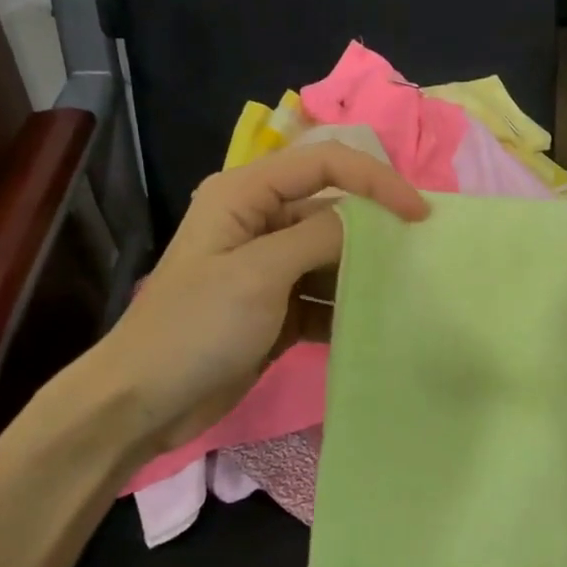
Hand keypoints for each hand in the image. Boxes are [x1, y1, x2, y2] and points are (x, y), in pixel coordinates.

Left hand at [89, 143, 427, 452]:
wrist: (142, 403)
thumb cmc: (194, 328)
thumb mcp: (258, 274)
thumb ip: (317, 237)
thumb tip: (368, 221)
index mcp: (245, 193)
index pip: (325, 164)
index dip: (376, 181)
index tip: (419, 215)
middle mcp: (259, 220)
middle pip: (332, 208)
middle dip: (376, 229)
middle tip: (423, 255)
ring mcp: (268, 266)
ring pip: (332, 255)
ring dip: (366, 271)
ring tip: (410, 290)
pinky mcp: (276, 306)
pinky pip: (323, 295)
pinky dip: (348, 307)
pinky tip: (378, 324)